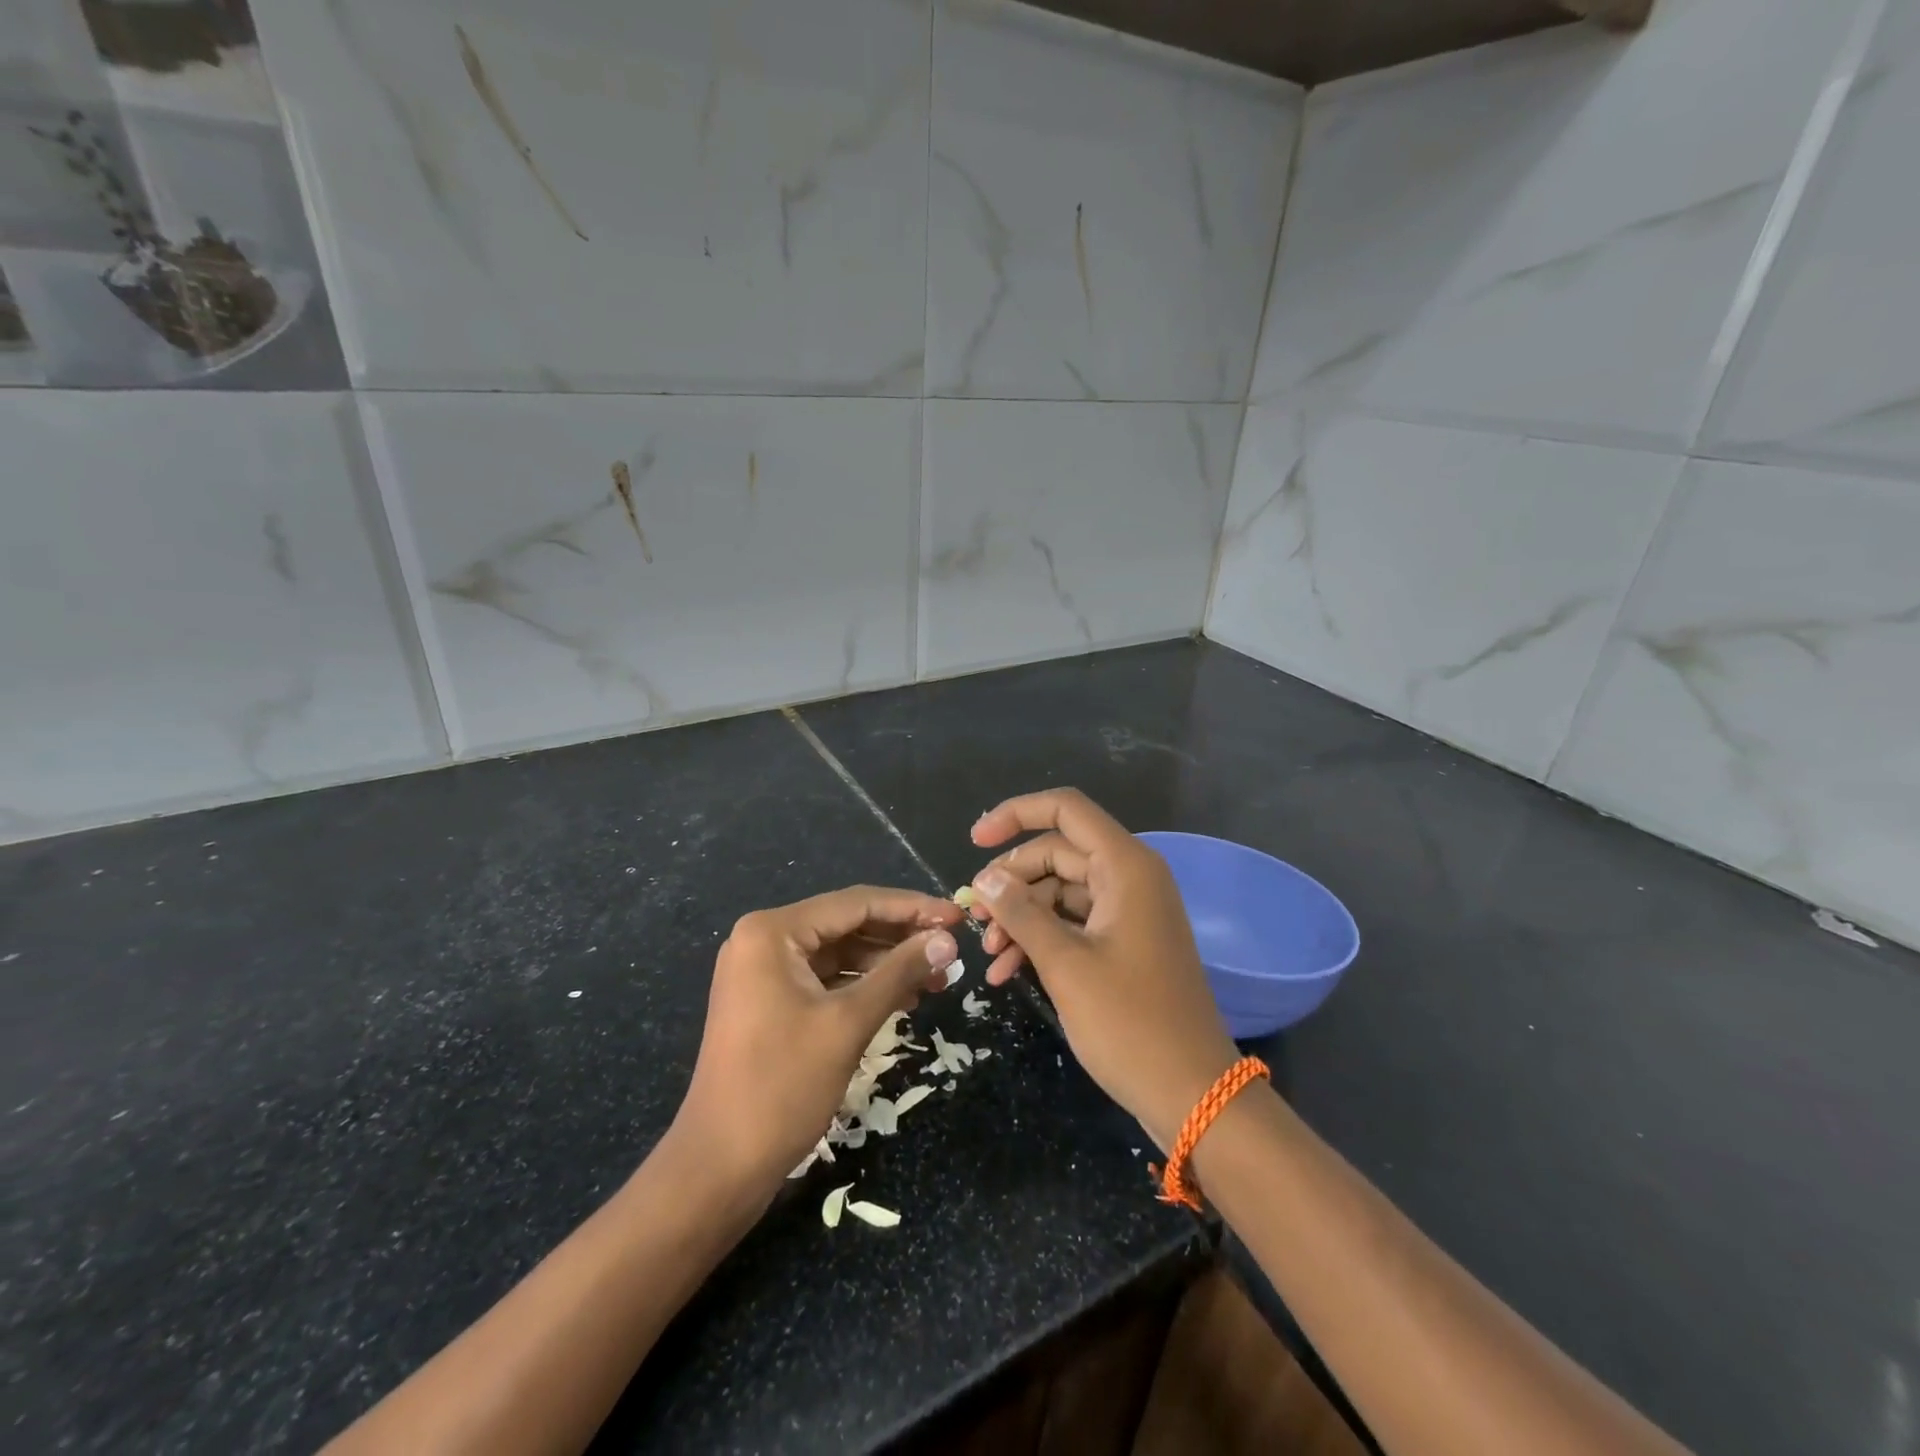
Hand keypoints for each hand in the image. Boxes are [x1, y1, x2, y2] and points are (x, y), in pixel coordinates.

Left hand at [673, 887, 961, 1191]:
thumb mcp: (848, 1023)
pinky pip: (826, 979)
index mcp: (772, 932)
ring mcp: (764, 972)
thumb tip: (947, 940)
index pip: (856, 903)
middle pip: (848, 924)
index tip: (958, 916)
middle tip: (952, 950)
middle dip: (901, 937)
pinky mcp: (769, 1001)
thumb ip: (900, 973)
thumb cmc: (782, 1087)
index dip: (912, 908)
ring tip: (937, 978)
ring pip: (840, 953)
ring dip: (887, 963)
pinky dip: (863, 986)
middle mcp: (764, 939)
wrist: (719, 1168)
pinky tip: (903, 998)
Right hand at [968, 790, 1238, 1150]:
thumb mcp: (1065, 964)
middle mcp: (1130, 877)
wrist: (1194, 1094)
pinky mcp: (1125, 943)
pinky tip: (1007, 973)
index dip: (1016, 815)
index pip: (1065, 810)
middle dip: (1011, 882)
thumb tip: (984, 880)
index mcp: (1125, 866)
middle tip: (975, 918)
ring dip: (1021, 917)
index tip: (974, 842)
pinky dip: (1041, 940)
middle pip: (1057, 853)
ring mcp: (1129, 911)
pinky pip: (1073, 923)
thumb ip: (1020, 913)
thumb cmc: (1131, 1024)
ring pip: (1060, 892)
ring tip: (989, 955)